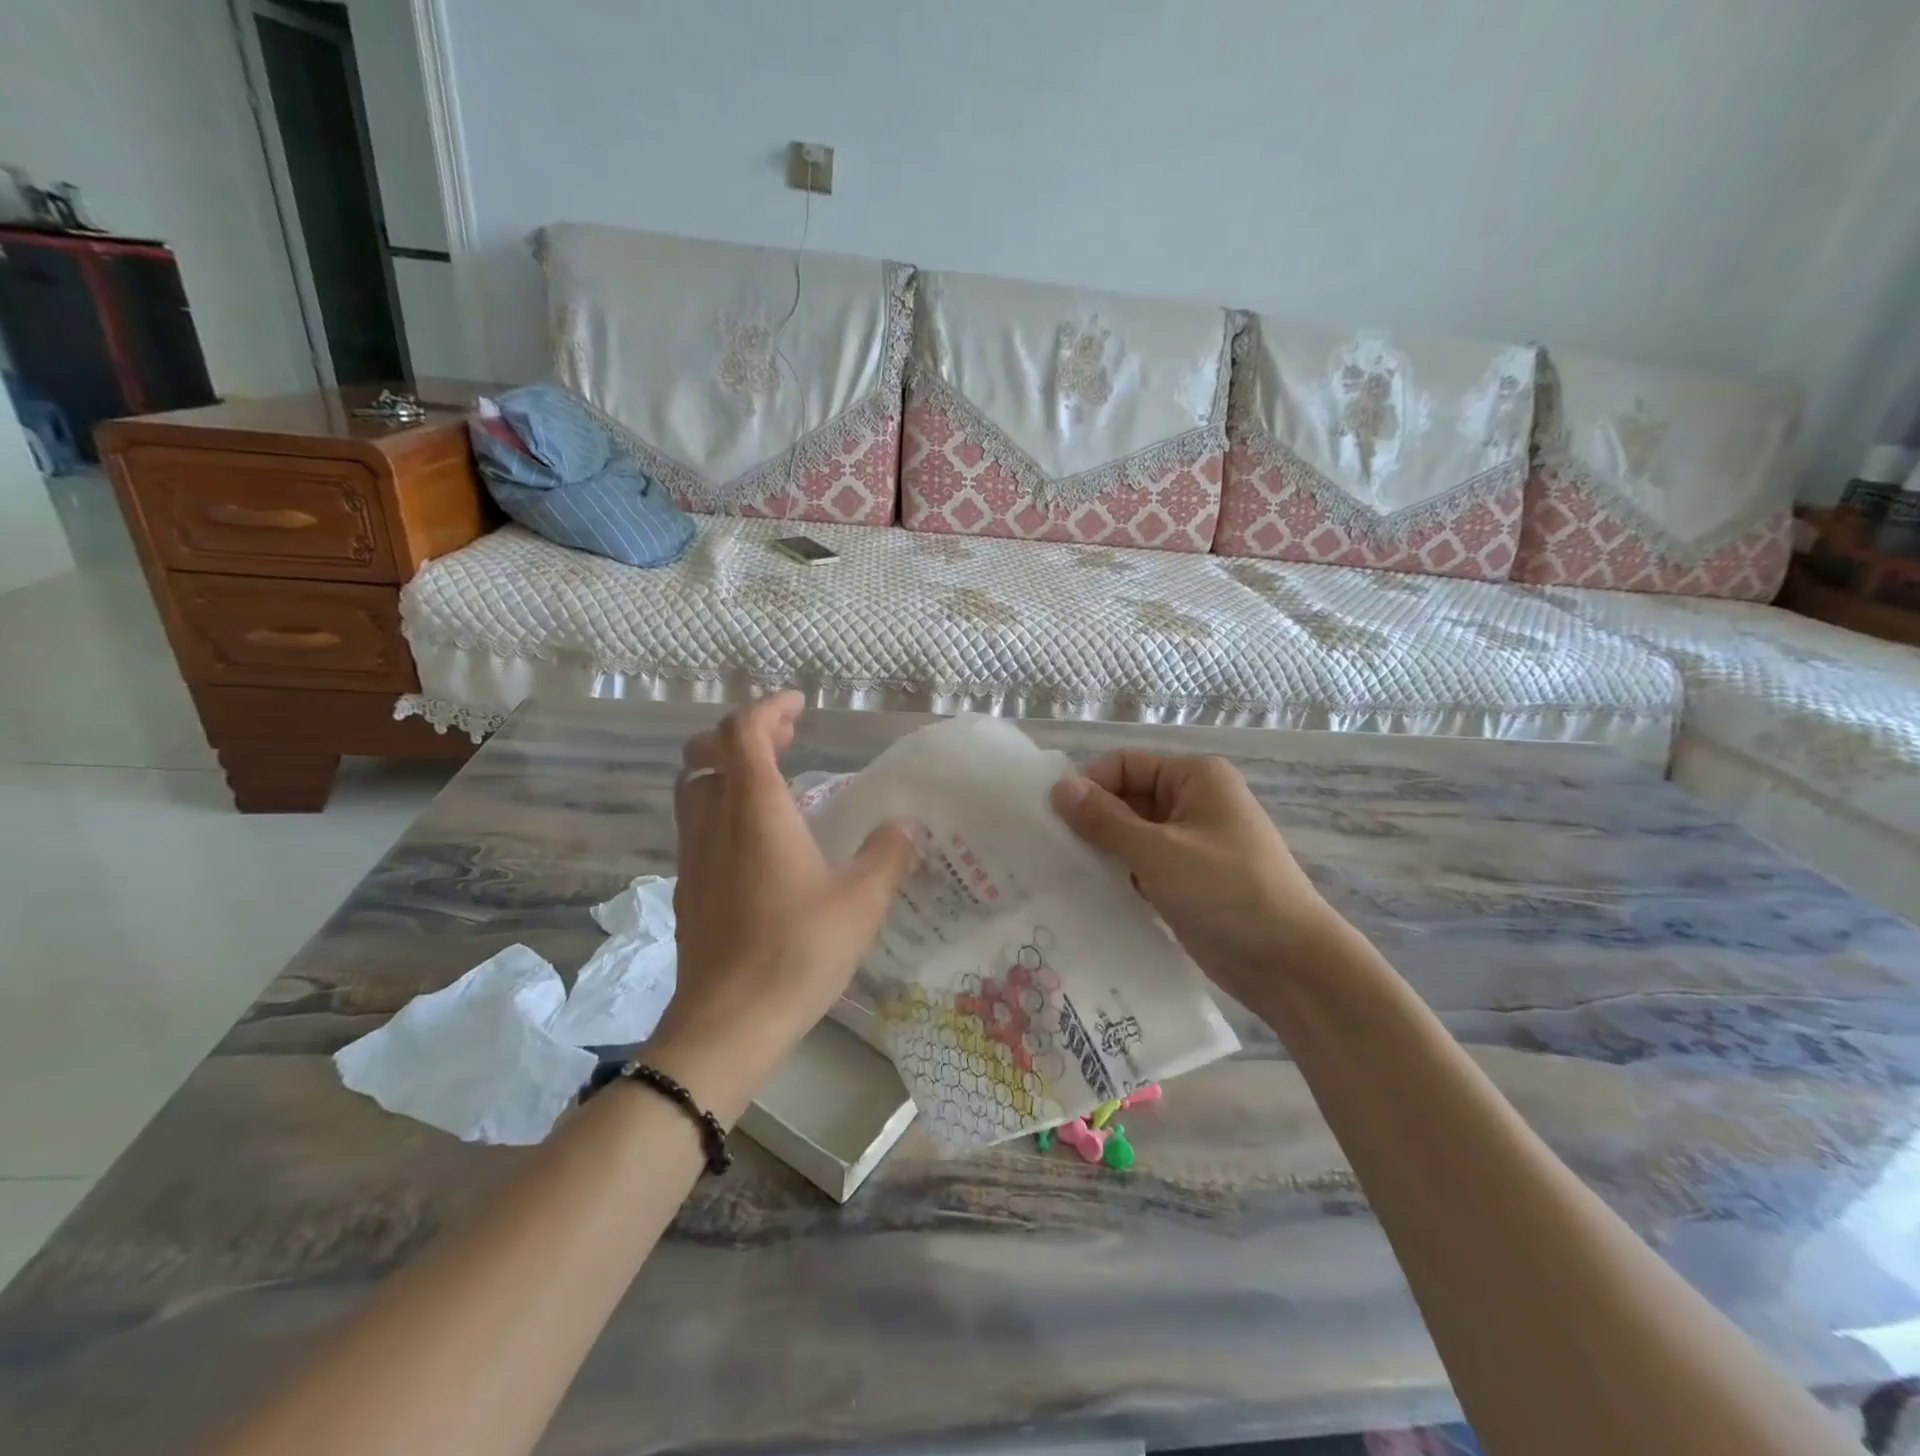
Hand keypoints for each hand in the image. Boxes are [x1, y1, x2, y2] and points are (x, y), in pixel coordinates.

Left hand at [654, 693, 916, 1120]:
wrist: (727, 1025)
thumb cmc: (797, 952)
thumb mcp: (861, 902)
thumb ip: (888, 856)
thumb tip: (906, 827)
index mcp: (756, 811)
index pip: (743, 732)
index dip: (768, 708)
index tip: (799, 705)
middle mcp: (715, 822)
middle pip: (707, 752)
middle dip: (745, 732)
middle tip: (787, 736)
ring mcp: (694, 856)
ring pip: (694, 787)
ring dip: (727, 767)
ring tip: (772, 778)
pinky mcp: (688, 888)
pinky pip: (697, 824)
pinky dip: (722, 805)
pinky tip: (757, 839)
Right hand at [1049, 752, 1345, 1009]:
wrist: (1289, 964)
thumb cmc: (1227, 892)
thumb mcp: (1160, 852)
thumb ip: (1105, 820)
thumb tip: (1057, 787)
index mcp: (1195, 778)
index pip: (1124, 765)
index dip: (1089, 786)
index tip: (1053, 818)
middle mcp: (1192, 802)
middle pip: (1126, 798)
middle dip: (1092, 821)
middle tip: (1050, 849)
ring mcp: (1190, 843)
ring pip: (1130, 835)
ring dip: (1102, 850)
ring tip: (1061, 872)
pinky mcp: (1186, 879)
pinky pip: (1141, 865)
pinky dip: (1118, 875)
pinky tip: (1087, 893)